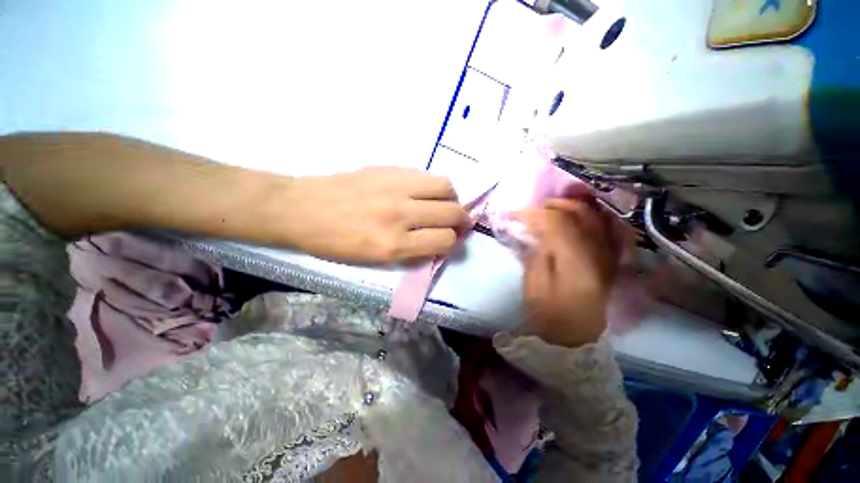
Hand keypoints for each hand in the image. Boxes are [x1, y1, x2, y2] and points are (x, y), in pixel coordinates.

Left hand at [280, 167, 468, 262]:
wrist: (304, 208)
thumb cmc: (336, 243)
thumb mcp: (374, 260)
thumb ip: (411, 251)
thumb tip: (438, 241)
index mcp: (392, 244)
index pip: (444, 241)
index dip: (454, 243)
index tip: (452, 242)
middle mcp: (399, 214)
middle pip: (452, 212)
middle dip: (462, 221)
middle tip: (459, 224)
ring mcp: (395, 187)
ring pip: (446, 187)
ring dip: (452, 199)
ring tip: (445, 205)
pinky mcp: (389, 169)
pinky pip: (426, 175)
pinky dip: (434, 186)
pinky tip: (425, 193)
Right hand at [518, 198, 620, 346]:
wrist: (576, 341)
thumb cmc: (549, 317)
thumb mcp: (534, 287)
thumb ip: (535, 254)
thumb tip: (534, 230)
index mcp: (577, 263)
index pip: (557, 223)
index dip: (535, 214)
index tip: (515, 214)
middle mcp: (600, 254)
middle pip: (581, 215)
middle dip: (555, 205)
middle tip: (534, 208)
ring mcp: (610, 257)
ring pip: (596, 218)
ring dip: (573, 207)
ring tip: (553, 208)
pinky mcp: (610, 261)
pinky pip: (608, 230)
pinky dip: (593, 217)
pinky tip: (580, 216)